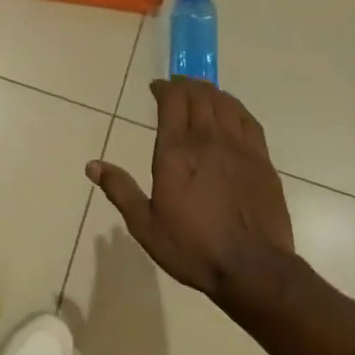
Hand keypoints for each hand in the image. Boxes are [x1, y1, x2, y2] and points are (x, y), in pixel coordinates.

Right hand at [87, 78, 293, 300]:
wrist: (253, 268)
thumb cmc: (193, 247)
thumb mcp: (145, 225)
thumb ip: (120, 190)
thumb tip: (92, 165)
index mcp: (176, 152)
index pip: (172, 102)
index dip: (164, 88)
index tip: (156, 88)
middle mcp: (208, 140)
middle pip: (199, 96)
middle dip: (185, 86)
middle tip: (176, 87)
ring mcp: (239, 148)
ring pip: (225, 103)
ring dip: (210, 92)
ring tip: (200, 93)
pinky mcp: (262, 160)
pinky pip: (249, 121)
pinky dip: (236, 108)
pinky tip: (231, 111)